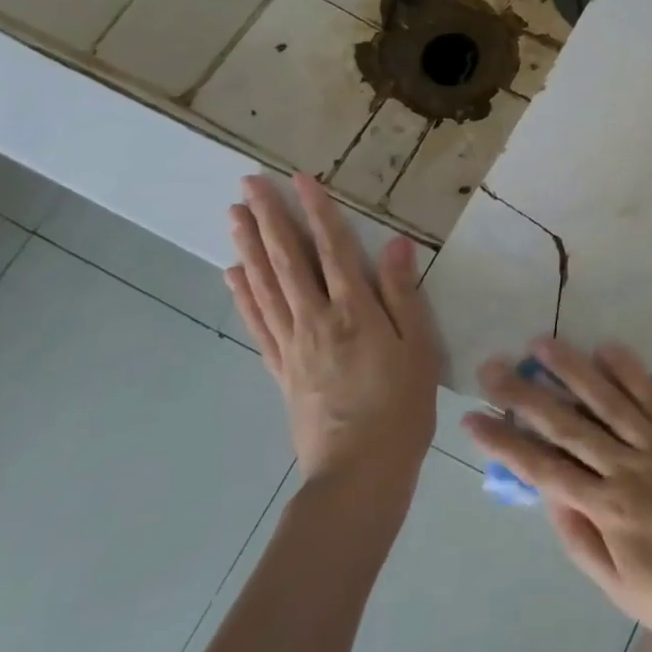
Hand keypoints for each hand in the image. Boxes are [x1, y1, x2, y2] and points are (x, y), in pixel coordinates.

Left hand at [227, 174, 440, 484]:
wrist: (359, 471)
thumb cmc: (402, 406)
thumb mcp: (419, 348)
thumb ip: (404, 295)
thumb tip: (397, 245)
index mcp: (355, 313)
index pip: (334, 251)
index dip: (318, 213)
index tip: (301, 180)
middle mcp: (316, 321)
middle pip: (288, 261)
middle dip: (270, 219)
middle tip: (249, 184)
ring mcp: (292, 345)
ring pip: (265, 286)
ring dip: (249, 247)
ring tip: (234, 215)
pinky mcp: (280, 369)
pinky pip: (258, 323)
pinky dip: (243, 295)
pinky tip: (232, 275)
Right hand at [463, 339, 651, 651]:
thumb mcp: (623, 591)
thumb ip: (583, 541)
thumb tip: (549, 497)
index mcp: (608, 510)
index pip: (544, 469)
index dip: (506, 443)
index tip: (475, 418)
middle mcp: (630, 469)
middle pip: (569, 425)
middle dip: (526, 395)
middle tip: (494, 367)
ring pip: (610, 400)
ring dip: (573, 370)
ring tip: (543, 344)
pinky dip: (632, 372)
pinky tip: (609, 350)